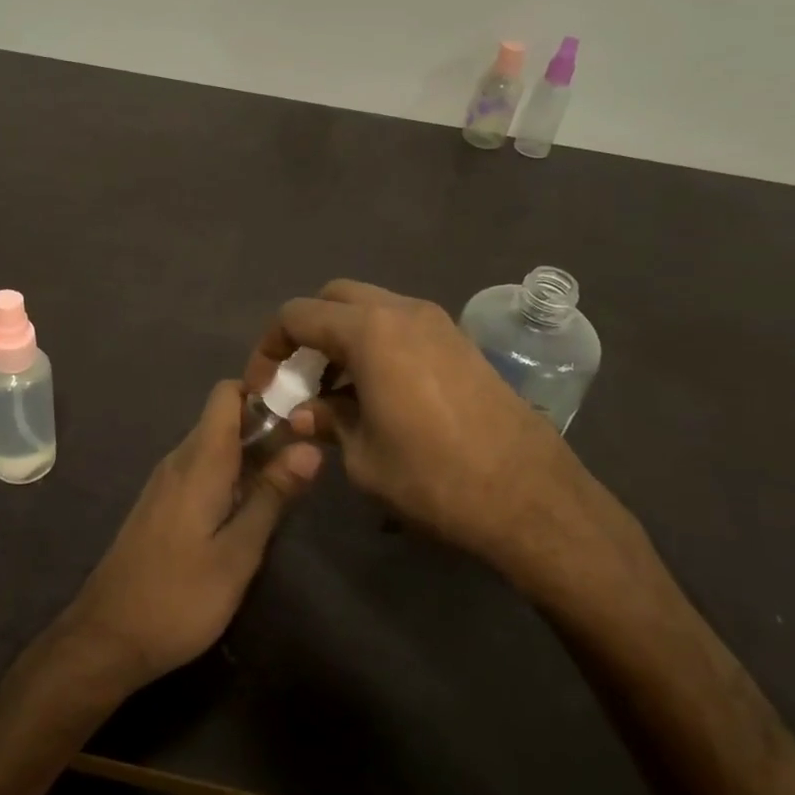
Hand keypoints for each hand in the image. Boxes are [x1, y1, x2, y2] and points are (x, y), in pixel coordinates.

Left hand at [58, 381, 320, 694]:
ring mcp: (166, 483)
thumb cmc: (178, 597)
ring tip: (288, 484)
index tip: (300, 414)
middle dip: (266, 427)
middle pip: (224, 419)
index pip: (227, 394)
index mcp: (200, 461)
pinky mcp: (161, 506)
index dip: (263, 392)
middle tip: (307, 457)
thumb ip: (272, 496)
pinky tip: (249, 510)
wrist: (106, 639)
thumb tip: (310, 447)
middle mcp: (180, 460)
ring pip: (214, 447)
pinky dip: (230, 477)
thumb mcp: (237, 553)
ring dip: (250, 455)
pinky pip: (201, 471)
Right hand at [246, 280, 592, 571]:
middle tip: (302, 378)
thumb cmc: (433, 477)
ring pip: (372, 309)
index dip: (270, 347)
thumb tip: (304, 413)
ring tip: (338, 392)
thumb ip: (327, 422)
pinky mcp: (461, 343)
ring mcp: (438, 323)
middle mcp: (403, 312)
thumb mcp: (363, 457)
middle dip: (309, 331)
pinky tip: (379, 394)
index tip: (265, 386)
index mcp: (370, 331)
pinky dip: (378, 345)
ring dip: (345, 338)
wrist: (529, 496)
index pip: (298, 315)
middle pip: (336, 298)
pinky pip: (403, 327)